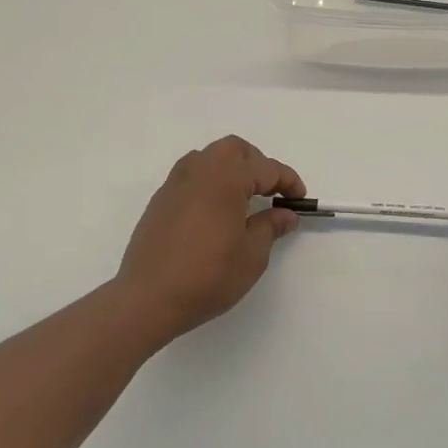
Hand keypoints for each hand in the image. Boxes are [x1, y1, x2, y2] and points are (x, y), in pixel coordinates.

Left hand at [115, 136, 304, 342]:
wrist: (148, 298)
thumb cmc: (208, 276)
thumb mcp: (252, 255)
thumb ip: (270, 226)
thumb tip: (286, 214)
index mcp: (226, 178)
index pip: (266, 168)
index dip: (288, 181)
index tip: (299, 198)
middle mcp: (199, 171)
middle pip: (234, 150)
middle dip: (257, 164)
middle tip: (271, 191)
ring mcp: (175, 183)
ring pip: (209, 157)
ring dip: (231, 168)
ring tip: (242, 197)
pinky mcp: (161, 200)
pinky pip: (191, 175)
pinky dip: (209, 181)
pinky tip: (215, 210)